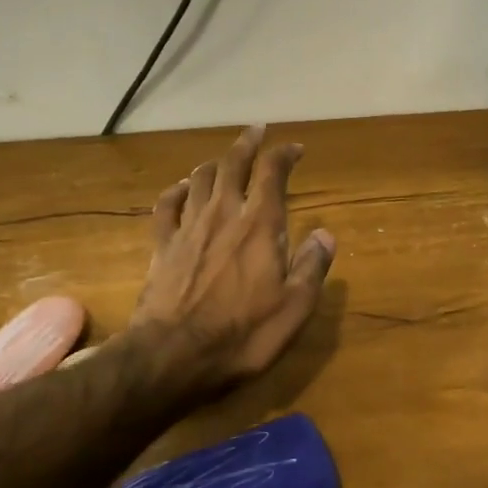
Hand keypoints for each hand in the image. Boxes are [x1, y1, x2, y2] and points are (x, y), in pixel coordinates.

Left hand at [131, 125, 336, 399]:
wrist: (172, 357)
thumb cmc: (242, 335)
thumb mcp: (294, 308)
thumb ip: (312, 266)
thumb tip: (325, 234)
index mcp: (259, 225)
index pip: (272, 173)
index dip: (284, 154)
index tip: (294, 148)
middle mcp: (223, 214)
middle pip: (233, 164)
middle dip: (247, 144)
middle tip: (257, 131)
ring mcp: (188, 228)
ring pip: (200, 179)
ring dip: (215, 163)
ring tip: (225, 160)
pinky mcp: (162, 246)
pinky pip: (166, 206)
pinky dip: (176, 191)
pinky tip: (181, 189)